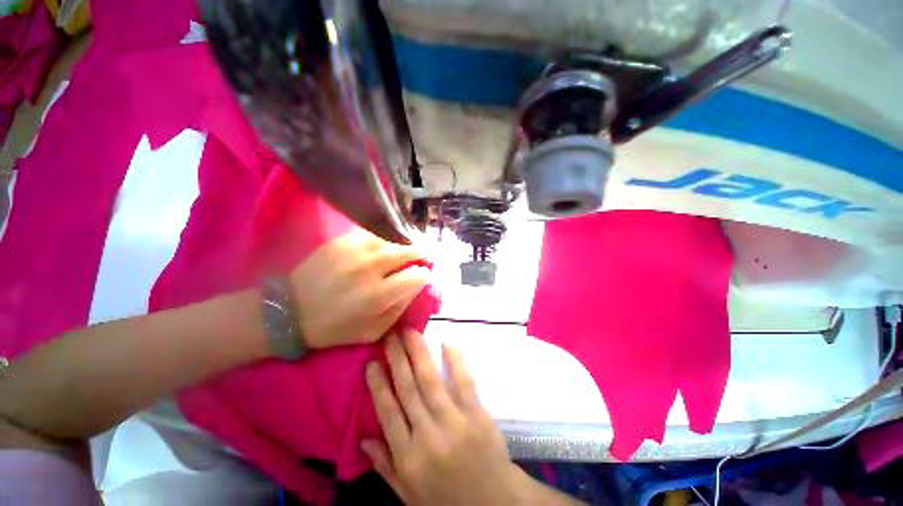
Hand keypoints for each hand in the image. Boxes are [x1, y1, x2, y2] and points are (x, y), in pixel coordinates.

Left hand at [290, 229, 429, 348]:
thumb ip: (401, 307)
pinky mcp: (341, 241)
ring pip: (391, 241)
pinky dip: (382, 241)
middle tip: (423, 256)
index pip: (417, 276)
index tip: (424, 276)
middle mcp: (370, 269)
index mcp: (379, 295)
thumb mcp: (375, 330)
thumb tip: (417, 285)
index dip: (425, 275)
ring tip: (402, 253)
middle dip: (420, 254)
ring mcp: (354, 251)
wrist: (292, 311)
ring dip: (401, 247)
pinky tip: (380, 249)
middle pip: (408, 251)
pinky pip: (372, 235)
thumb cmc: (336, 326)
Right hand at [361, 330, 524, 504]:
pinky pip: (464, 383)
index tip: (371, 362)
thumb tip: (363, 438)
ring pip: (431, 381)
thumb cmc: (448, 501)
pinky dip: (455, 362)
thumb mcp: (409, 495)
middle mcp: (428, 436)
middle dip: (396, 358)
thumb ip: (386, 466)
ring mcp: (455, 422)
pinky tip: (446, 343)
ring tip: (409, 332)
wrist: (495, 505)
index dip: (378, 385)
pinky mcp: (477, 414)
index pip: (388, 413)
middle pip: (407, 389)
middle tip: (389, 335)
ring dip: (418, 353)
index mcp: (408, 458)